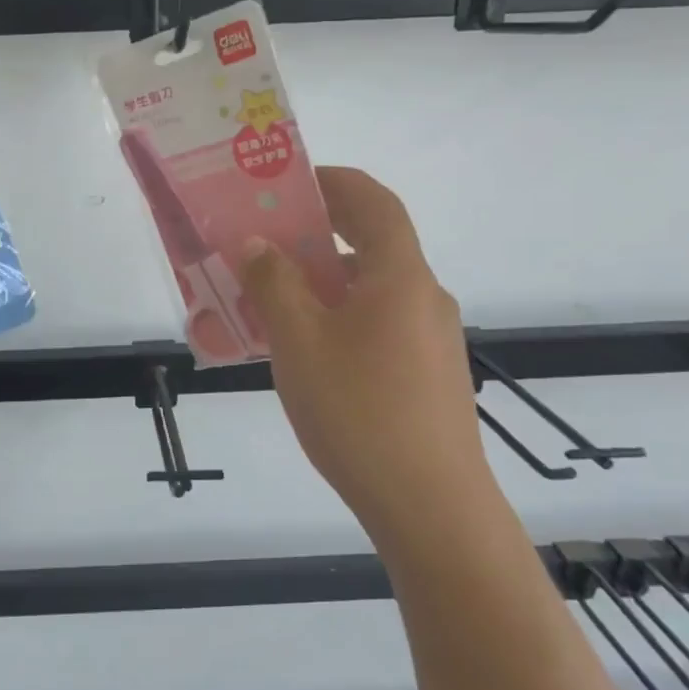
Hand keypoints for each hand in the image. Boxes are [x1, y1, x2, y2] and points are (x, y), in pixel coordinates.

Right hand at [237, 167, 487, 528]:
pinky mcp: (428, 374)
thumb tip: (257, 245)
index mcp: (400, 277)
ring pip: (371, 289)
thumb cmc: (359, 412)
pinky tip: (304, 350)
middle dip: (319, 233)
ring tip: (271, 299)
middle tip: (266, 238)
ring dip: (323, 281)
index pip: (374, 202)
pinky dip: (339, 316)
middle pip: (373, 243)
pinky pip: (378, 324)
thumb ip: (274, 285)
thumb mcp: (299, 343)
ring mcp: (431, 339)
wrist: (431, 508)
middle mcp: (424, 297)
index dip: (334, 181)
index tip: (289, 182)